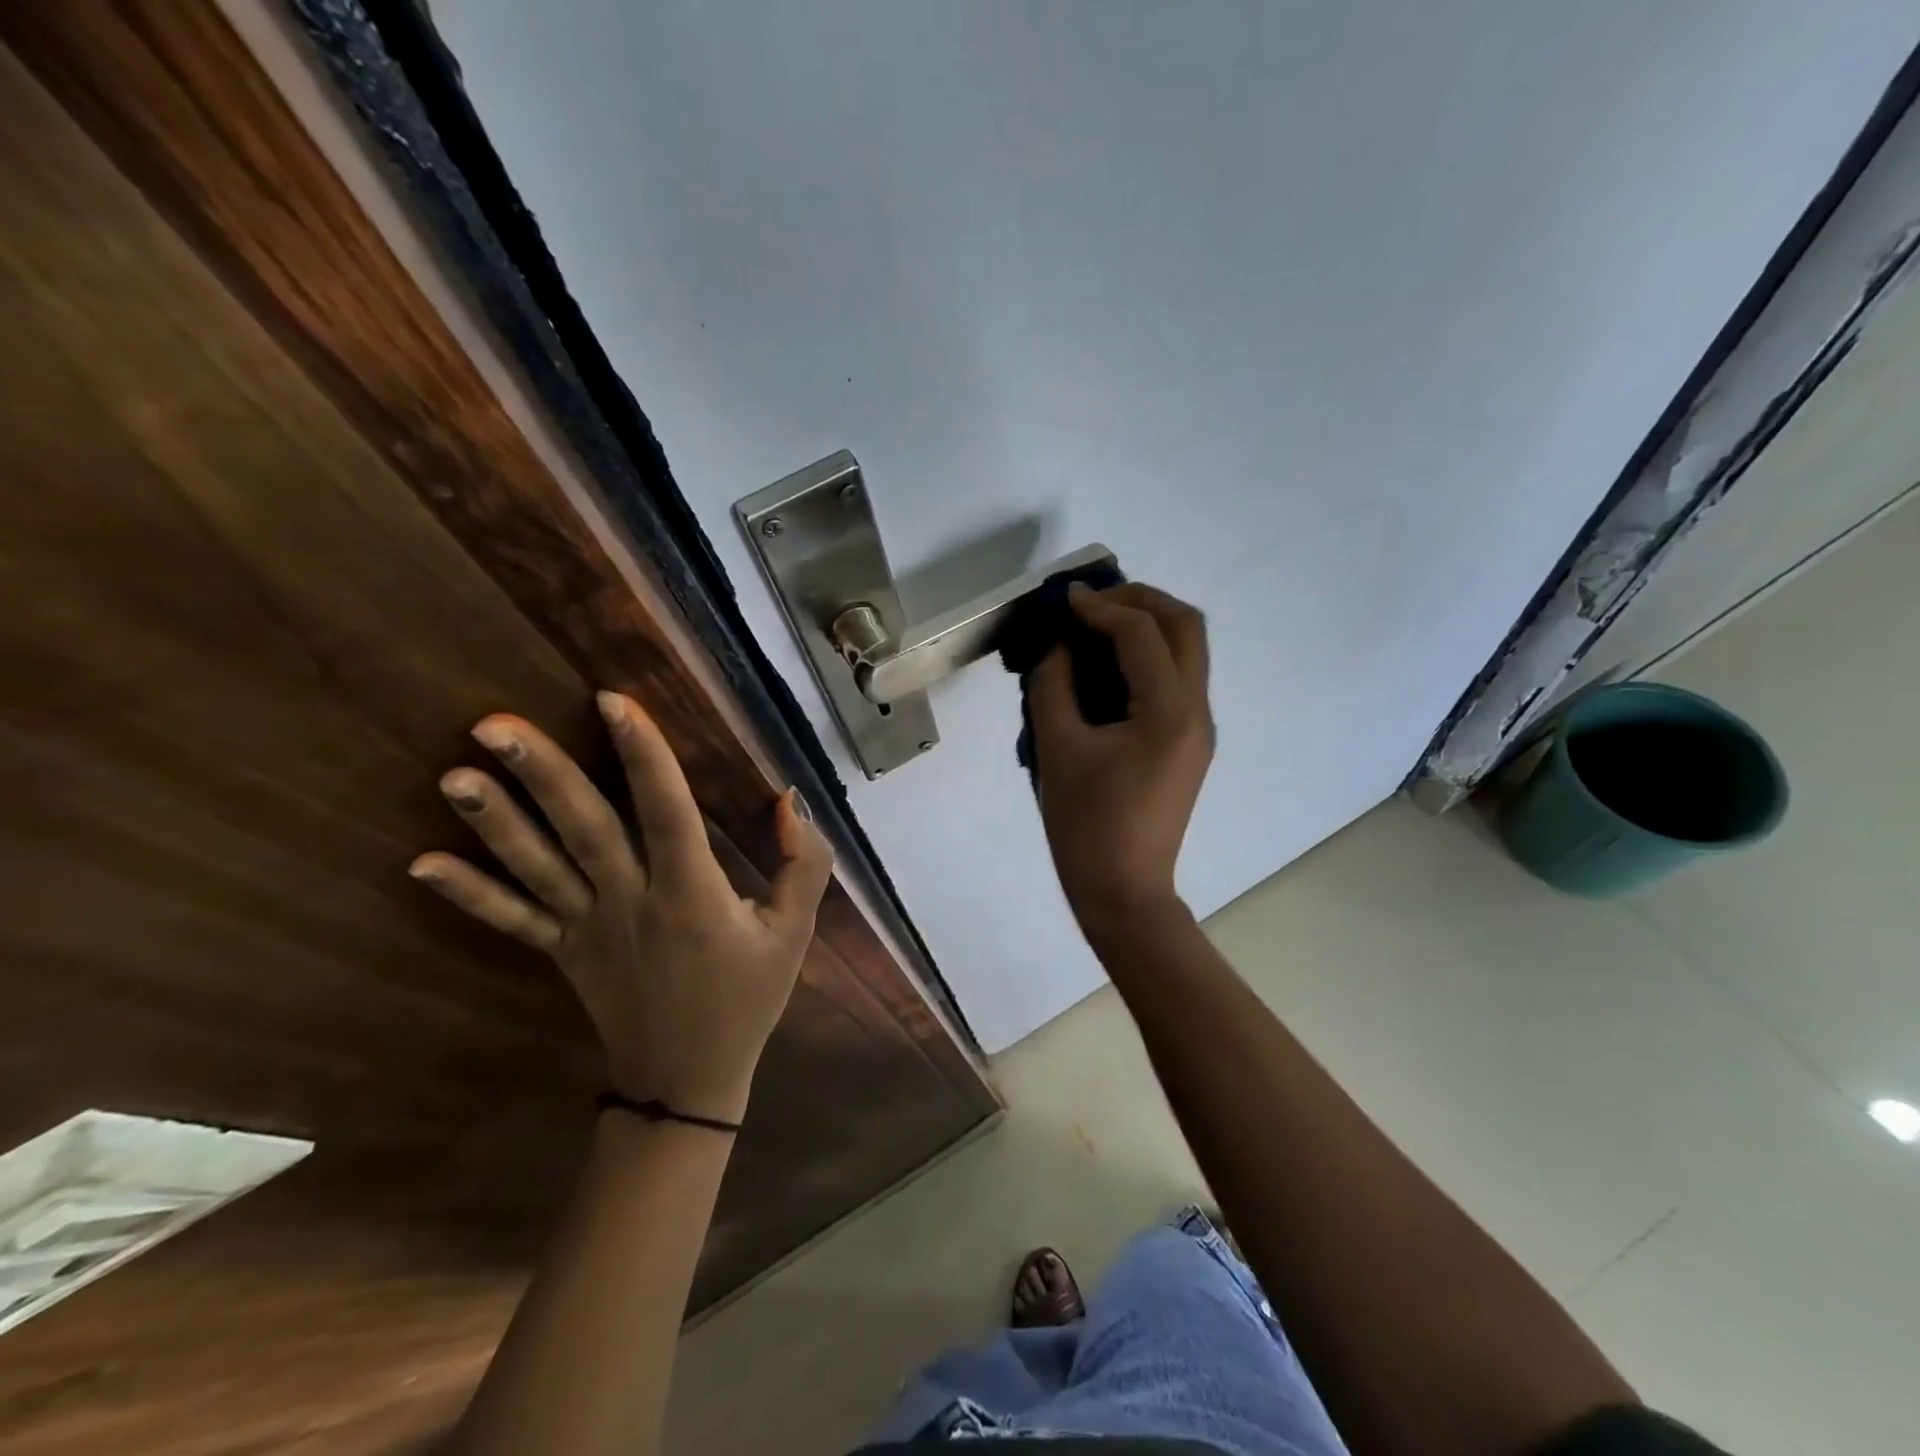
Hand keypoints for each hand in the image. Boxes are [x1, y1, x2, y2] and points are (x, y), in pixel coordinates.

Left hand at [409, 692, 833, 1124]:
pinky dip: (468, 893)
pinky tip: (422, 863)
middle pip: (584, 830)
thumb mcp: (794, 932)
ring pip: (538, 867)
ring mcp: (587, 928)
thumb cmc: (746, 997)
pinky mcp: (563, 951)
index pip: (666, 812)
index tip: (613, 700)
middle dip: (544, 774)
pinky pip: (512, 920)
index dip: (643, 755)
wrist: (687, 1079)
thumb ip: (805, 864)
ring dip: (495, 821)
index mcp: (691, 893)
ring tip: (454, 774)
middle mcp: (630, 901)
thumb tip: (789, 800)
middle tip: (494, 724)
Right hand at [1028, 583, 1213, 929]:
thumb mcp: (1057, 748)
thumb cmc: (1085, 825)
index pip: (1142, 633)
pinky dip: (1148, 656)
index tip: (1065, 600)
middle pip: (1186, 626)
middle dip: (1140, 600)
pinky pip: (1178, 678)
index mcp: (1168, 712)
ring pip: (1189, 650)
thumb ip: (1053, 684)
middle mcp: (1197, 711)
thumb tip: (1057, 643)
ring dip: (1147, 624)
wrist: (1122, 891)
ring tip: (1097, 624)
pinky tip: (1108, 665)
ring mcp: (1199, 728)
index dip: (1102, 607)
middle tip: (1092, 602)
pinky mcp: (1189, 742)